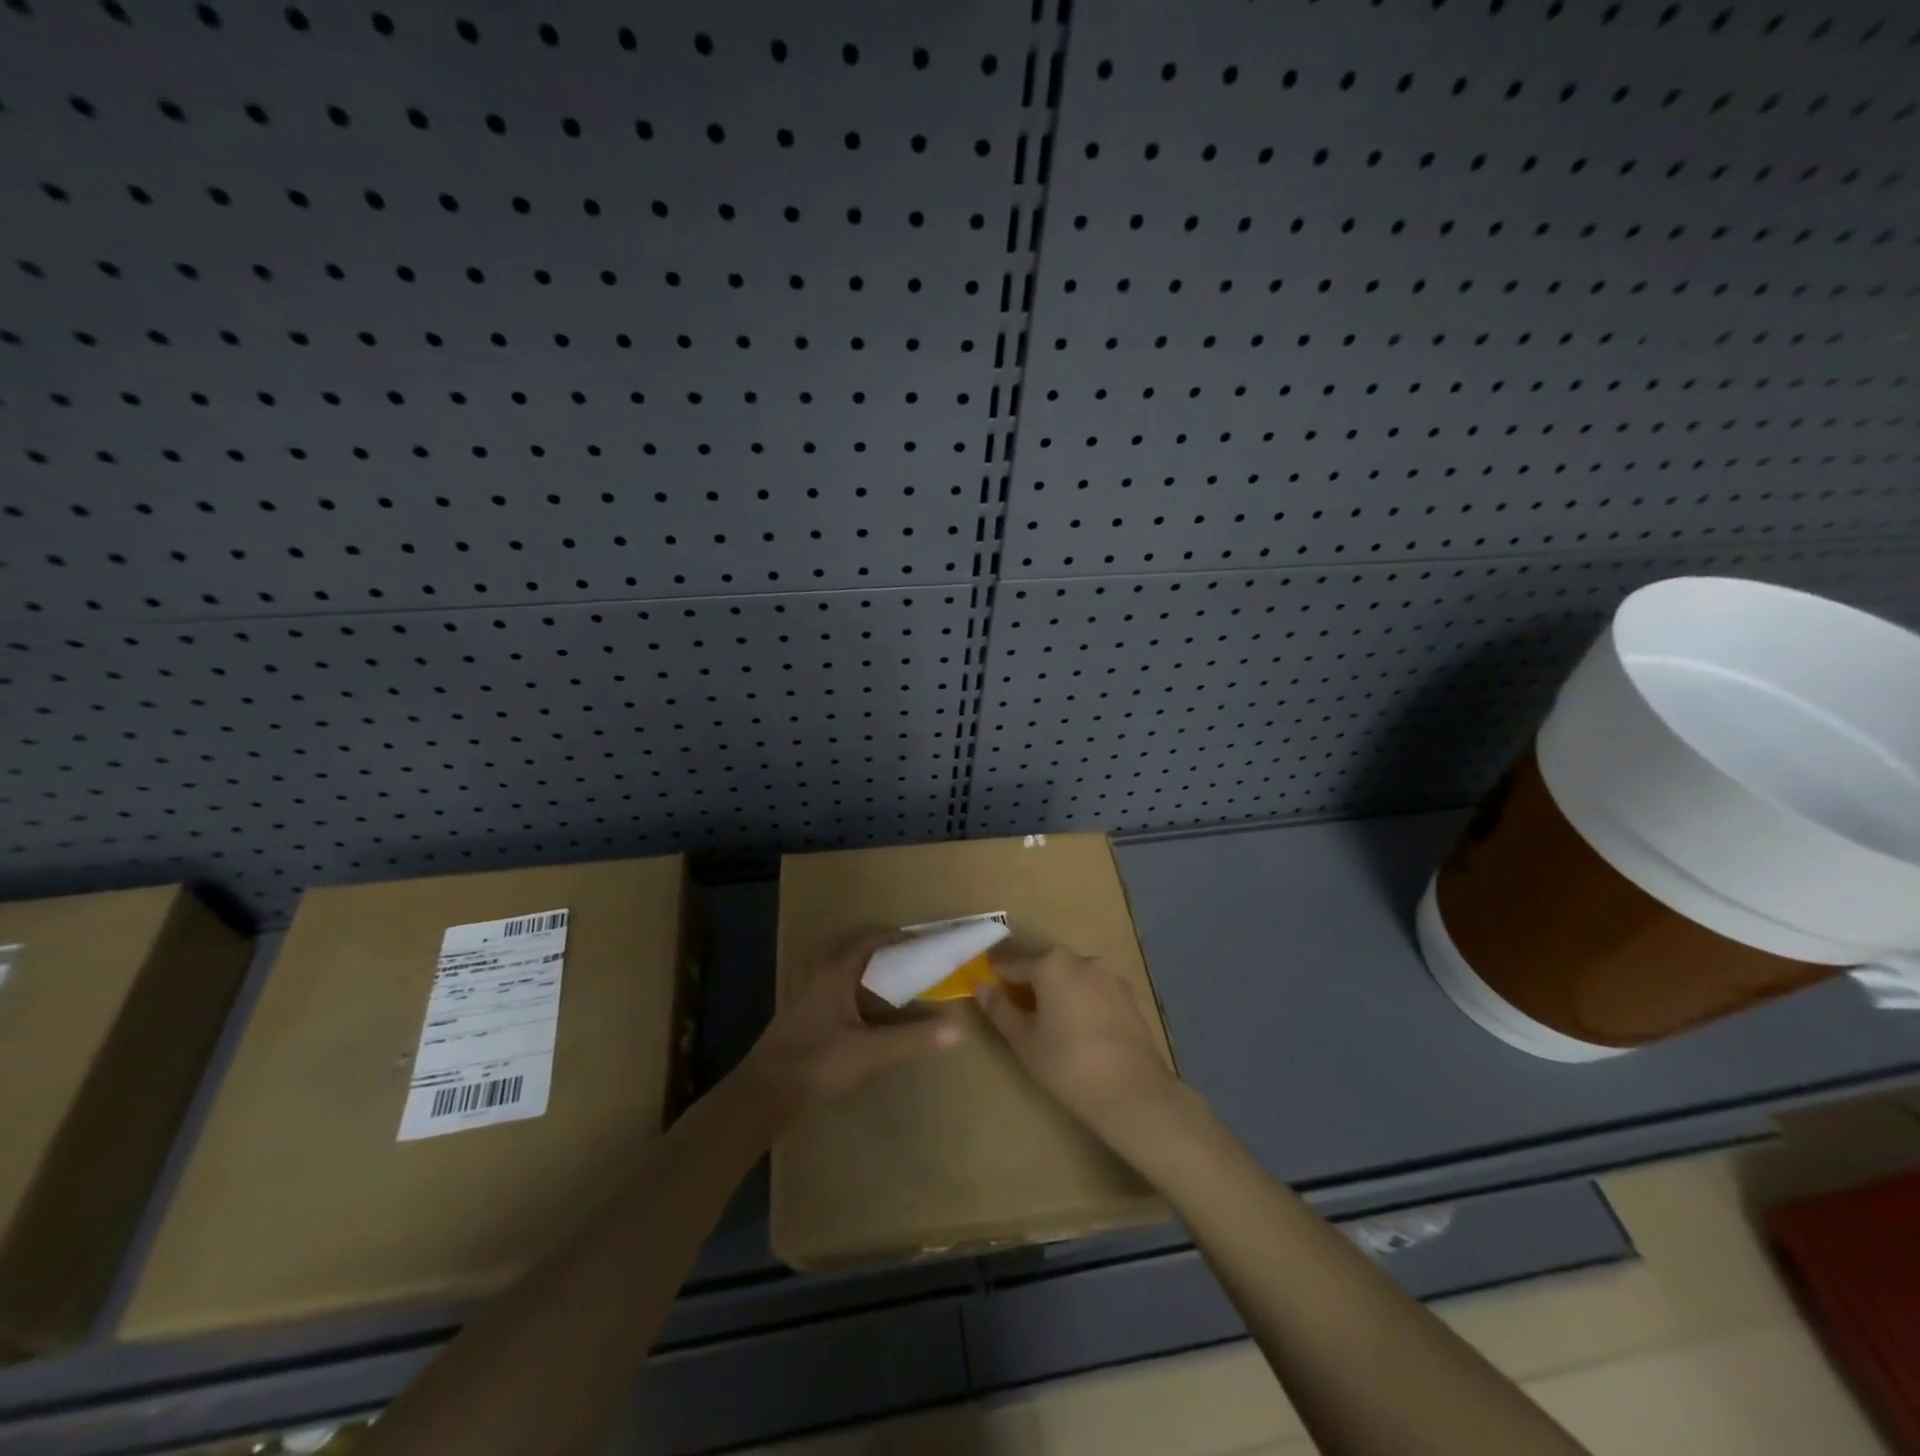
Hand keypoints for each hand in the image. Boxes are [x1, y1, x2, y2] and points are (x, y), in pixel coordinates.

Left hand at [744, 931, 965, 1115]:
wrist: (763, 1095)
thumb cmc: (816, 1062)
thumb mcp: (870, 1052)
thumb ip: (913, 1039)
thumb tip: (958, 1028)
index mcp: (836, 973)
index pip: (872, 940)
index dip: (899, 937)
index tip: (927, 941)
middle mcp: (823, 978)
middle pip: (861, 956)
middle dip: (892, 958)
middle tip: (922, 965)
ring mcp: (814, 1001)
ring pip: (853, 980)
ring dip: (879, 981)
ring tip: (910, 991)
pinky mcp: (810, 1023)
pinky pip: (846, 1000)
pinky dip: (868, 1002)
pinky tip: (882, 1022)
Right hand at [973, 946, 1182, 1138]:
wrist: (1134, 1093)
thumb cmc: (1067, 1064)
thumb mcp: (1024, 1040)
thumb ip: (999, 1009)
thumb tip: (982, 986)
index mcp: (1051, 964)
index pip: (1012, 962)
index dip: (995, 974)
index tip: (984, 987)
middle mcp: (1081, 959)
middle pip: (1043, 963)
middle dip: (1027, 980)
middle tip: (1014, 1007)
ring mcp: (1109, 975)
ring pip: (1071, 975)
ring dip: (1056, 989)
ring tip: (1047, 1019)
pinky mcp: (1128, 995)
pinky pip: (1093, 988)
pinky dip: (1080, 999)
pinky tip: (1078, 1027)